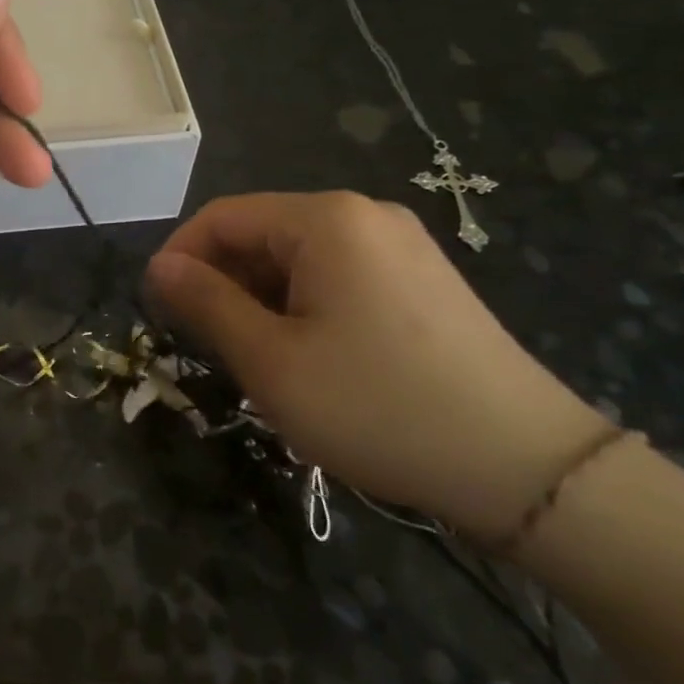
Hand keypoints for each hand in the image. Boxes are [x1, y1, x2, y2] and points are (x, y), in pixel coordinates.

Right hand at [144, 192, 610, 539]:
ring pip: (299, 258)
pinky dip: (303, 306)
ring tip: (253, 357)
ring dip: (260, 298)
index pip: (222, 217)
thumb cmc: (378, 406)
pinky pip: (339, 276)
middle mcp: (365, 215)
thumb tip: (160, 266)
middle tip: (203, 344)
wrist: (527, 468)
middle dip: (222, 281)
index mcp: (325, 219)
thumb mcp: (271, 360)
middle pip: (262, 233)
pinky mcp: (423, 280)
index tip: (156, 309)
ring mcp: (401, 246)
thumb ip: (206, 303)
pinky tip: (307, 356)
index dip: (179, 257)